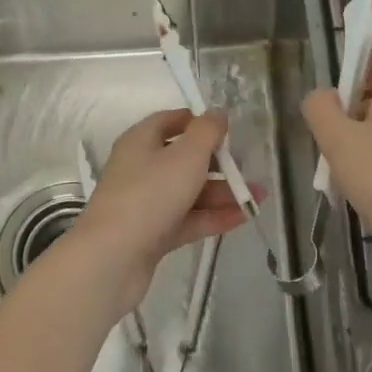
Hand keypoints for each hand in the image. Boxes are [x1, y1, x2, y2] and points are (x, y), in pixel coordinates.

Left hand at [69, 110, 249, 309]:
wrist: (113, 258)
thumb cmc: (150, 194)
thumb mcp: (186, 155)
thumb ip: (207, 132)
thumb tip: (217, 112)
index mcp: (141, 141)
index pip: (170, 121)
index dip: (198, 122)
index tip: (227, 131)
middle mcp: (140, 168)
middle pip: (183, 158)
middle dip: (219, 164)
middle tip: (250, 169)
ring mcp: (146, 203)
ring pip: (189, 191)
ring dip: (223, 193)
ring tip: (259, 198)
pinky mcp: (152, 234)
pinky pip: (187, 219)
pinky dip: (213, 217)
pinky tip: (243, 218)